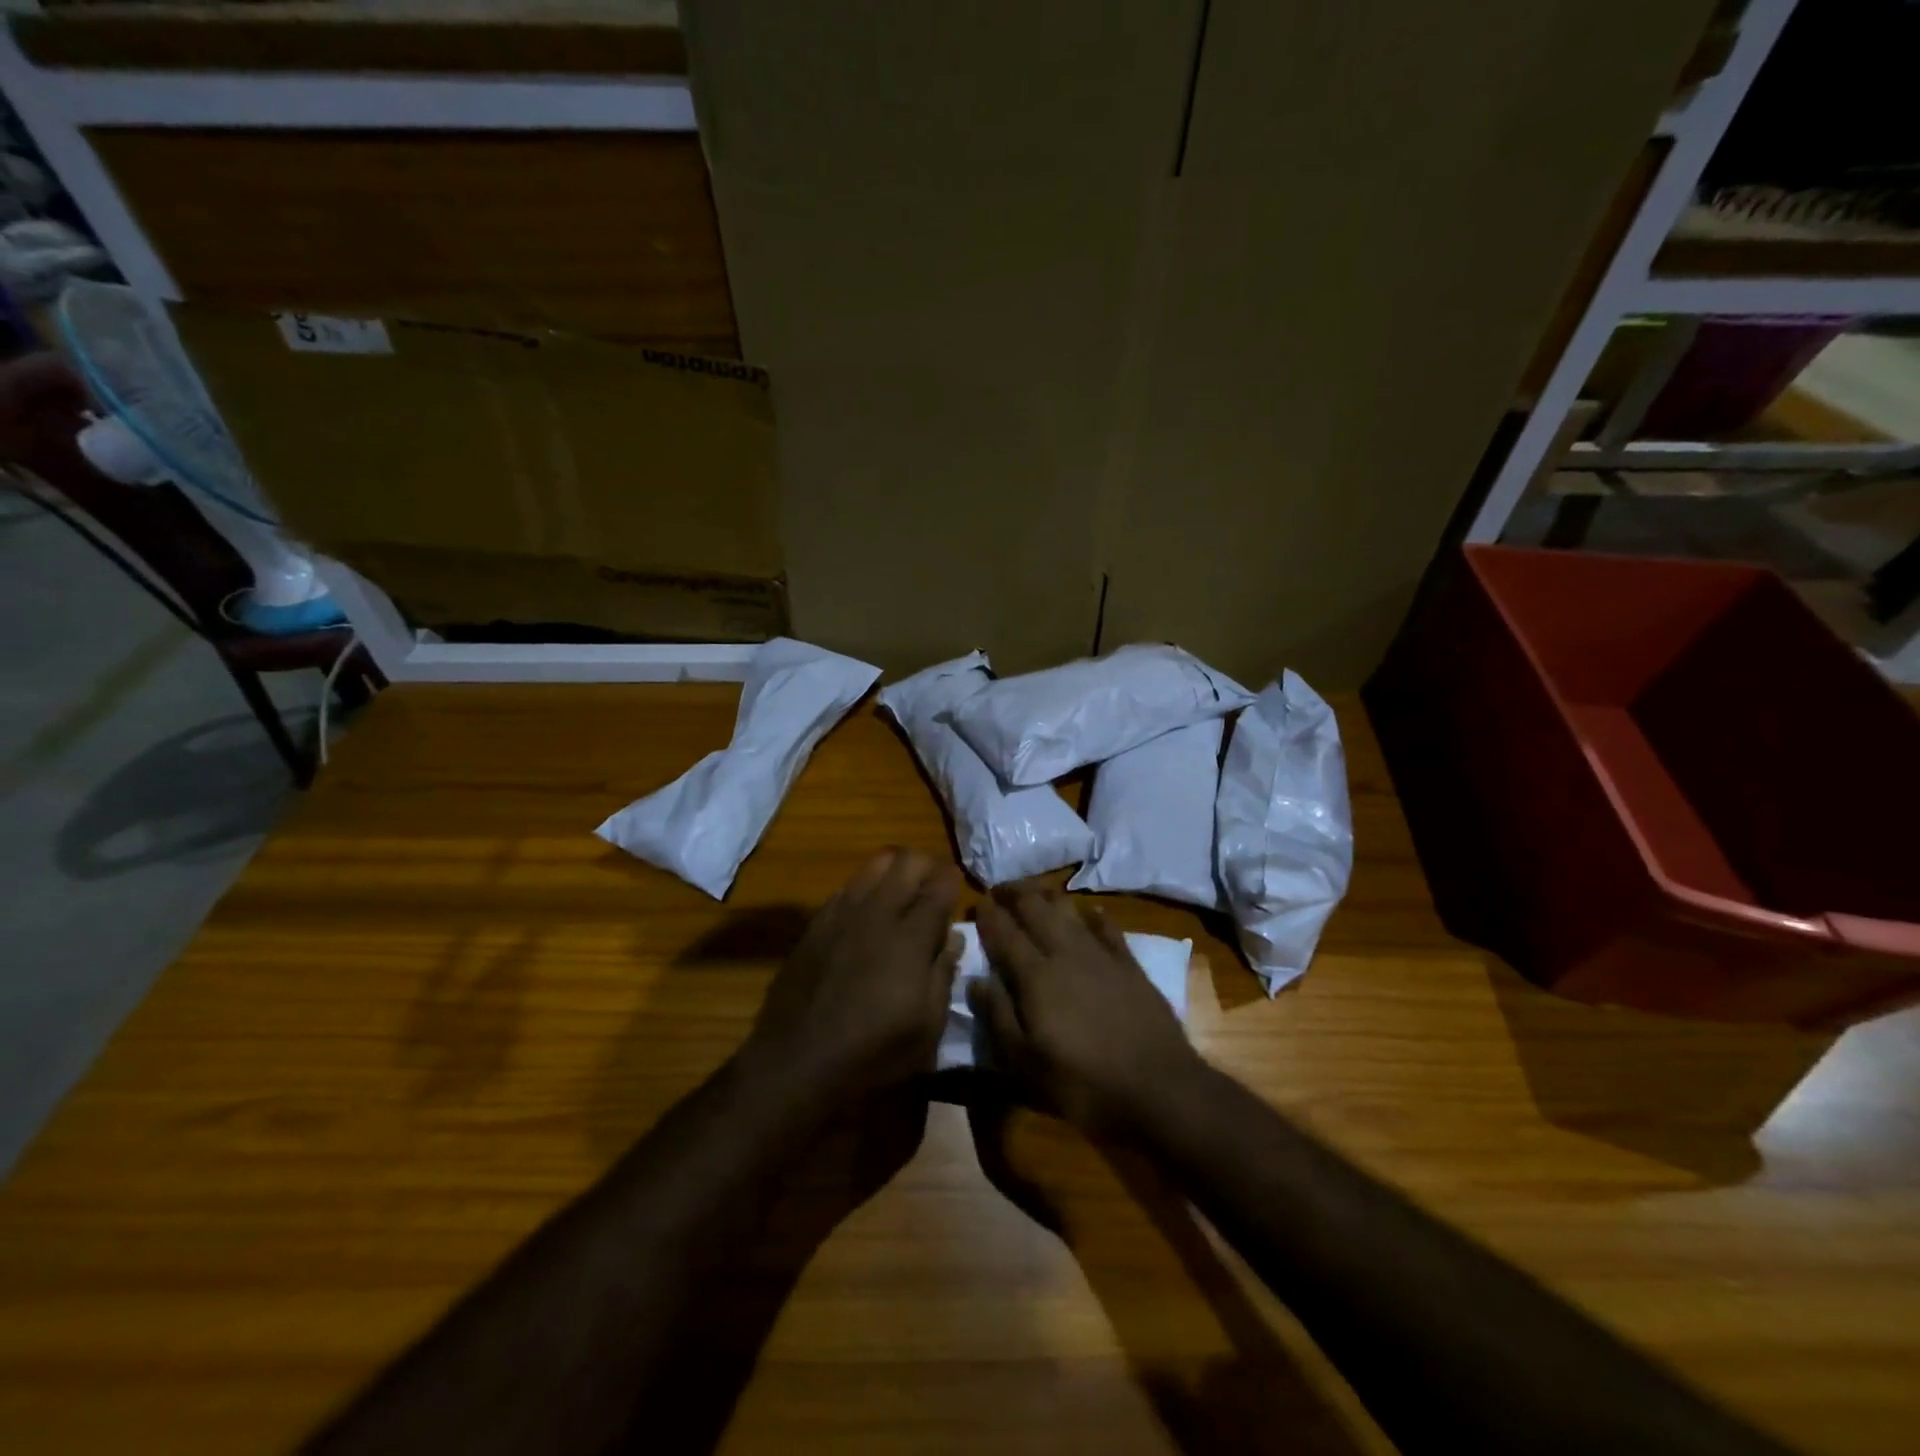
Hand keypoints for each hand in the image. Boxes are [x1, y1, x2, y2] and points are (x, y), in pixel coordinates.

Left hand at [740, 849, 963, 1111]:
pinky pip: (847, 887)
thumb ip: (943, 975)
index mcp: (910, 938)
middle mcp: (876, 913)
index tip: (958, 888)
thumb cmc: (873, 1054)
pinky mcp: (816, 924)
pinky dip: (865, 888)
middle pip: (906, 862)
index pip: (939, 886)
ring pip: (874, 865)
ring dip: (894, 870)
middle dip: (927, 865)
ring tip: (902, 892)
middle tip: (934, 887)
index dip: (953, 881)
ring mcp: (841, 914)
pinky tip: (867, 913)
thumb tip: (953, 938)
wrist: (795, 1064)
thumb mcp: (927, 1029)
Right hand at [971, 885, 1205, 1134]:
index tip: (976, 903)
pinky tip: (1088, 912)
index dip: (988, 915)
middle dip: (1014, 893)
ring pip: (1068, 909)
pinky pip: (1106, 926)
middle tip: (1000, 890)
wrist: (1160, 1088)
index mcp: (1035, 976)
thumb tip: (976, 979)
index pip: (1004, 933)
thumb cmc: (1084, 1083)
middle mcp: (1065, 953)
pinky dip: (1092, 914)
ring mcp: (1100, 954)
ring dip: (1047, 896)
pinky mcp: (1129, 963)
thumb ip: (998, 1016)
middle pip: (1035, 908)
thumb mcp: (1025, 1064)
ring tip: (1034, 893)